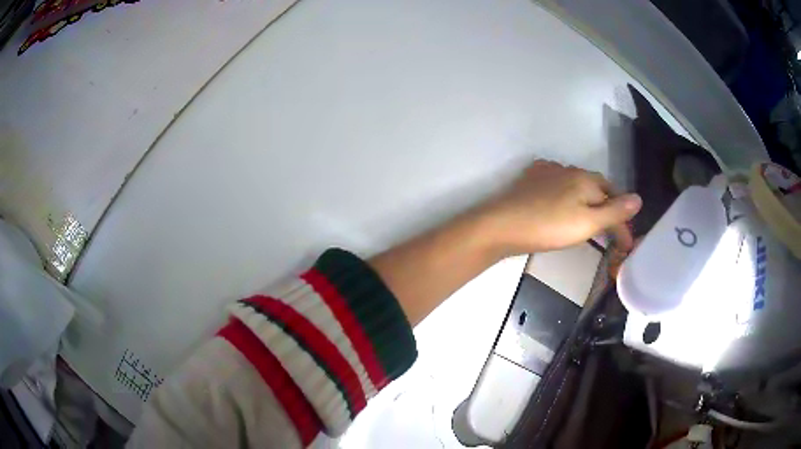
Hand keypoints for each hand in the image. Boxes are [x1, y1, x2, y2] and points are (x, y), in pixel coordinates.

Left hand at [475, 160, 641, 254]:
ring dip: (588, 202)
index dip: (623, 221)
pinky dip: (568, 196)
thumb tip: (639, 199)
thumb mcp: (588, 222)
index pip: (614, 196)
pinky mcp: (531, 179)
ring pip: (577, 186)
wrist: (502, 225)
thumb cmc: (549, 226)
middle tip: (611, 234)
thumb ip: (614, 211)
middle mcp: (569, 169)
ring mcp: (548, 171)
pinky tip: (564, 205)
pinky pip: (558, 184)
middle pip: (597, 189)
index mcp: (586, 178)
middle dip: (607, 209)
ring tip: (590, 222)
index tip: (625, 244)